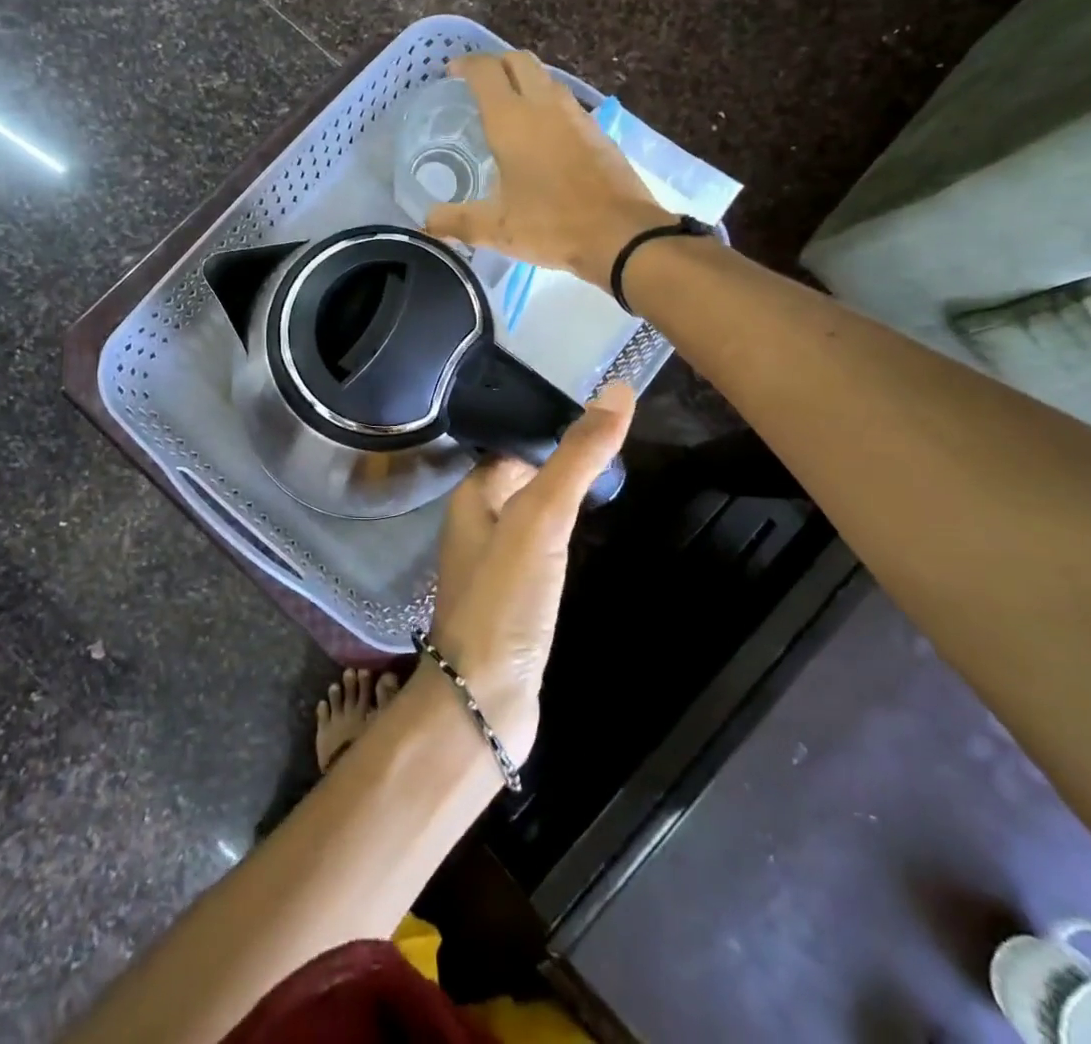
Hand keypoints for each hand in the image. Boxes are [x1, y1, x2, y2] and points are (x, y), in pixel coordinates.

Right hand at [425, 50, 668, 288]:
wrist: (620, 234)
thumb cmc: (551, 225)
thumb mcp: (495, 229)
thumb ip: (456, 222)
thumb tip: (427, 222)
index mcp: (512, 120)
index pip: (486, 71)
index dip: (466, 65)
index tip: (452, 73)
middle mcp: (544, 106)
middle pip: (519, 61)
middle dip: (496, 63)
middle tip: (479, 84)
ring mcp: (576, 116)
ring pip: (546, 78)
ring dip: (524, 81)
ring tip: (508, 106)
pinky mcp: (597, 132)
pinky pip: (565, 103)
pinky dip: (546, 104)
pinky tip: (541, 135)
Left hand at [428, 384, 635, 760]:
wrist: (486, 699)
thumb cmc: (505, 599)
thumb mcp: (541, 518)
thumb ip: (576, 457)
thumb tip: (618, 390)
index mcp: (473, 496)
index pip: (514, 445)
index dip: (553, 428)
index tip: (601, 413)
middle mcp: (478, 523)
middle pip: (524, 477)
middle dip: (562, 461)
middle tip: (616, 443)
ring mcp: (496, 563)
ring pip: (533, 514)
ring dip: (564, 498)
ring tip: (612, 479)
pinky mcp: (515, 597)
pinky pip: (541, 550)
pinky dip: (564, 536)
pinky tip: (587, 535)